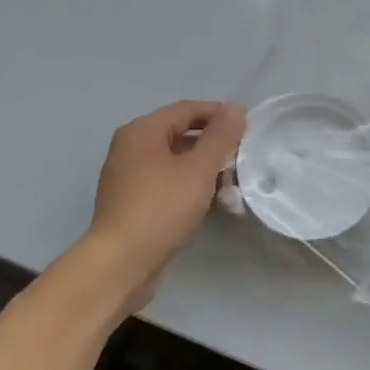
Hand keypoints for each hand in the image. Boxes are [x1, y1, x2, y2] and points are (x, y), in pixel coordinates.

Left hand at [90, 101, 245, 296]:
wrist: (122, 262)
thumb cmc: (162, 207)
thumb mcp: (199, 169)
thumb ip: (220, 137)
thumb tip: (234, 108)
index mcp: (142, 131)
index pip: (187, 110)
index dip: (219, 114)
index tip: (248, 127)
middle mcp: (130, 147)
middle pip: (179, 134)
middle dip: (212, 143)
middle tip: (242, 156)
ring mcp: (127, 176)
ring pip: (173, 161)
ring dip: (202, 167)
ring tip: (231, 180)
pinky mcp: (131, 203)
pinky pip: (165, 183)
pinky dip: (188, 186)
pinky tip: (209, 202)